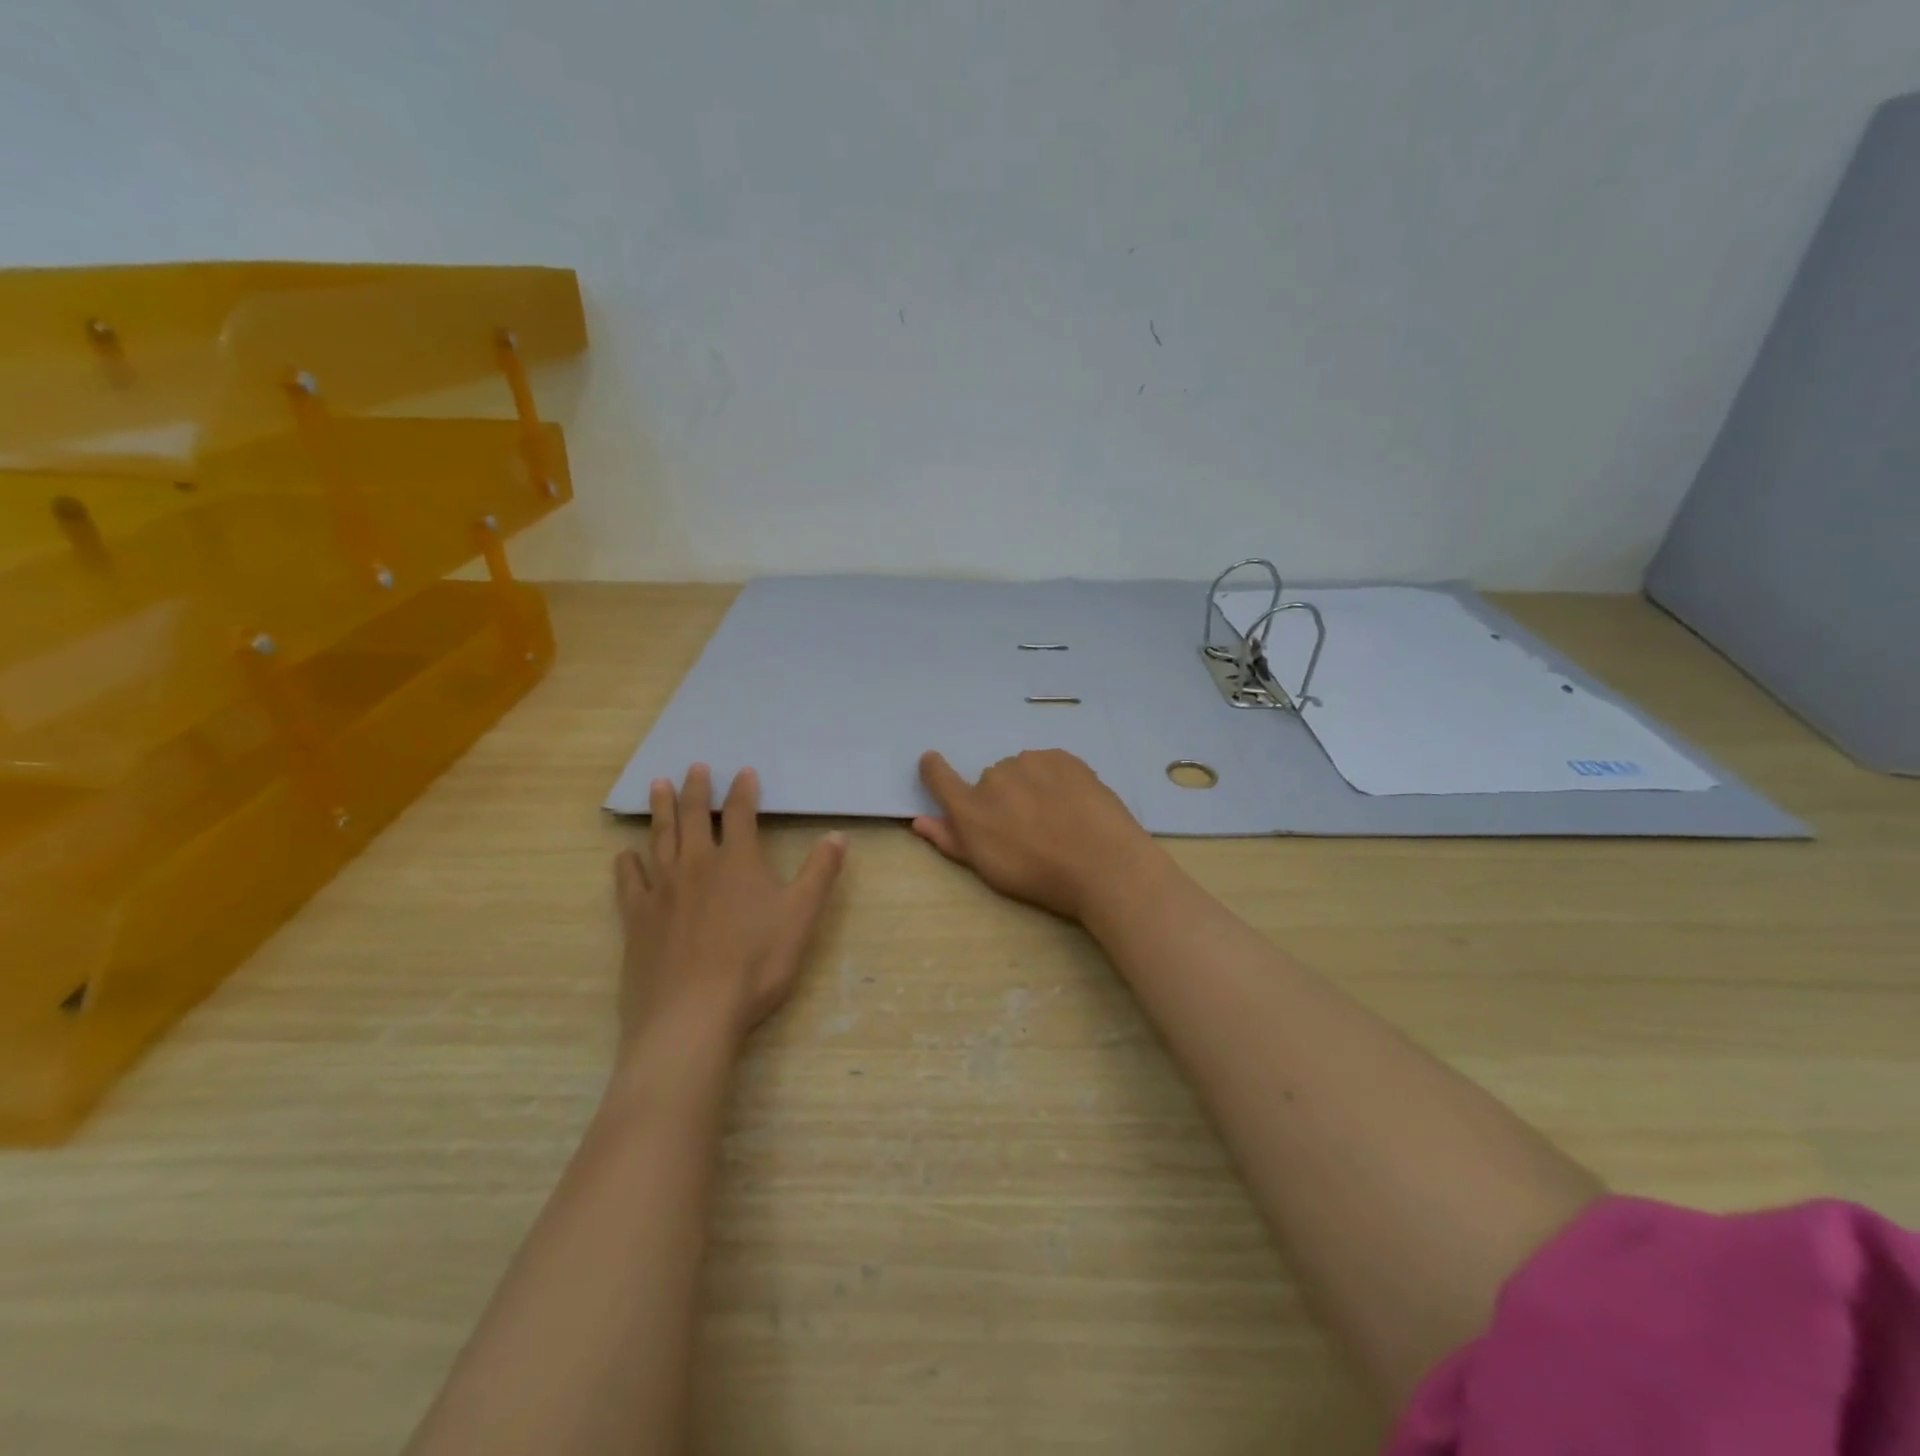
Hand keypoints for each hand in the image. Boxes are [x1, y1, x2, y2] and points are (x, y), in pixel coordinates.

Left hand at [614, 764, 845, 1048]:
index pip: (742, 815)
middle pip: (695, 818)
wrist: (692, 1014)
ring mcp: (662, 891)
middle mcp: (696, 866)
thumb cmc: (755, 965)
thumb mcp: (801, 917)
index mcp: (737, 862)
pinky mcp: (637, 919)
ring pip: (660, 839)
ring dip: (661, 811)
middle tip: (694, 767)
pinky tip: (624, 855)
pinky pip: (629, 883)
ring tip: (657, 786)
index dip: (744, 791)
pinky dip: (627, 865)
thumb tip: (838, 835)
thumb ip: (820, 873)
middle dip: (697, 790)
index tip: (744, 772)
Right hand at [912, 749, 1165, 921]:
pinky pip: (1050, 764)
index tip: (933, 762)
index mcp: (970, 809)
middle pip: (991, 781)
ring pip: (1023, 770)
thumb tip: (919, 820)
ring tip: (1058, 817)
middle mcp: (993, 777)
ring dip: (1031, 786)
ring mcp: (1029, 762)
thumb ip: (950, 840)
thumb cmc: (1040, 878)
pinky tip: (1074, 804)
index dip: (934, 769)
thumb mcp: (988, 868)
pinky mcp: (1061, 756)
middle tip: (1030, 827)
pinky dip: (1057, 780)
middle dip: (1004, 798)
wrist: (1103, 864)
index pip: (939, 778)